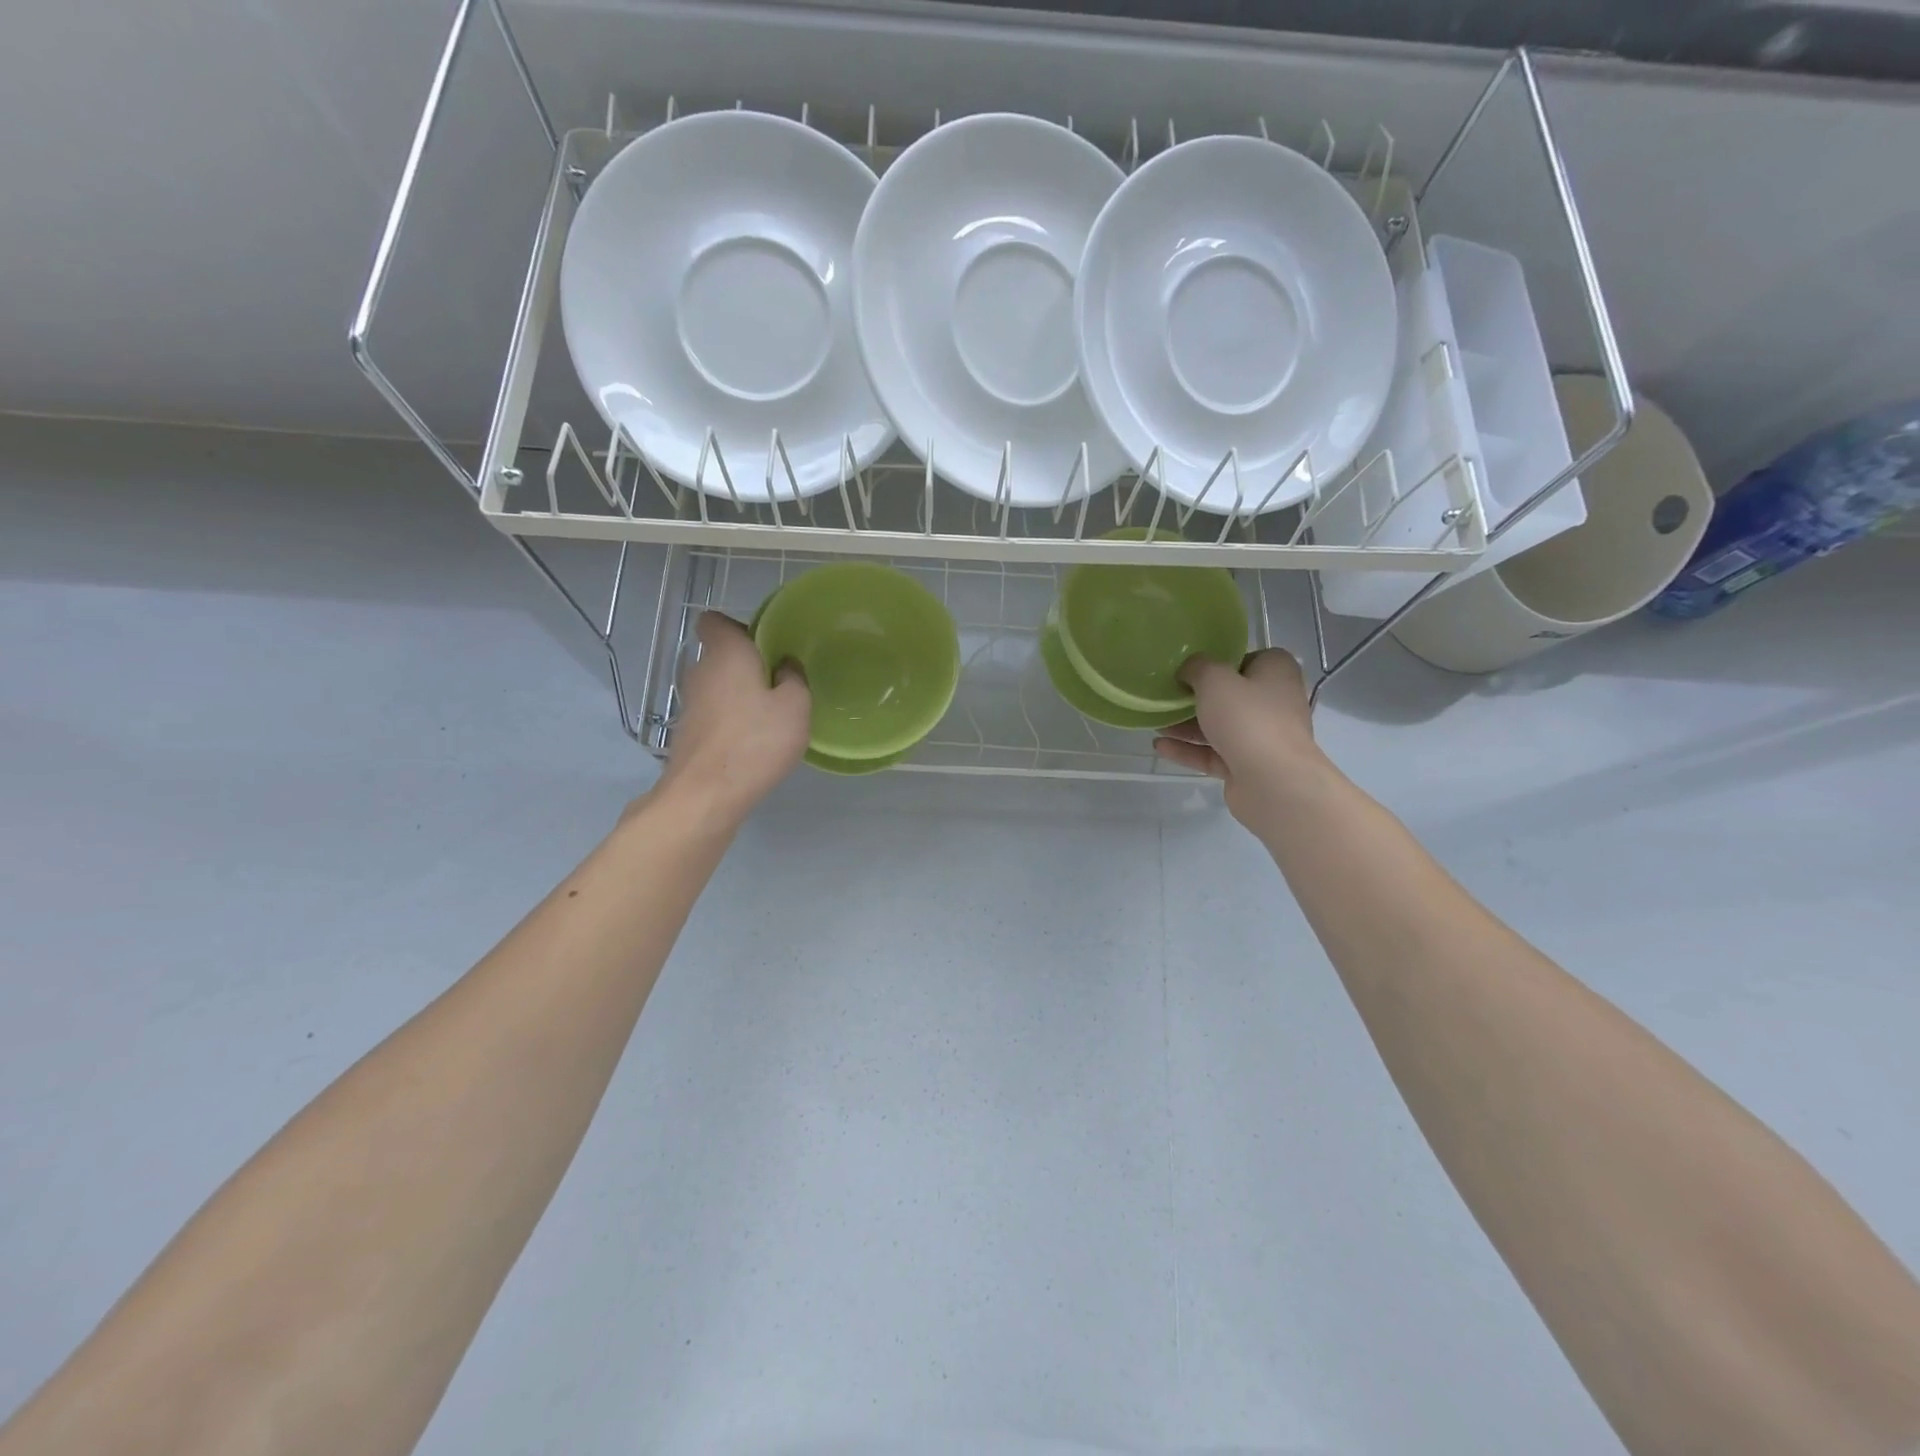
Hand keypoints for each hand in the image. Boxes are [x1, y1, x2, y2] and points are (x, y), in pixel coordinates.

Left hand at [654, 612, 809, 826]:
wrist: (706, 795)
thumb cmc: (755, 741)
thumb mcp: (796, 707)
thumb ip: (794, 679)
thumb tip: (785, 666)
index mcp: (726, 653)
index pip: (715, 621)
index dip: (738, 627)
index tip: (765, 644)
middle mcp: (700, 671)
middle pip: (721, 655)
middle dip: (747, 665)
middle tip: (780, 683)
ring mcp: (689, 704)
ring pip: (717, 687)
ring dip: (740, 695)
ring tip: (770, 716)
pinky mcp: (688, 733)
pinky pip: (714, 714)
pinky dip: (731, 721)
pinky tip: (753, 742)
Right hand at [1152, 649, 1327, 830]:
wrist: (1273, 782)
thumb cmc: (1247, 718)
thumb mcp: (1215, 680)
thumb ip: (1197, 667)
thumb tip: (1188, 669)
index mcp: (1277, 673)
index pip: (1251, 659)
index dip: (1223, 661)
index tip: (1195, 668)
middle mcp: (1274, 703)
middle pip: (1232, 695)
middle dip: (1198, 697)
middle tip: (1168, 695)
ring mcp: (1262, 738)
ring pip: (1220, 726)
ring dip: (1188, 725)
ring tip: (1155, 722)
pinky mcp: (1247, 766)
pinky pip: (1213, 754)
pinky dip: (1189, 750)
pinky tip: (1160, 746)